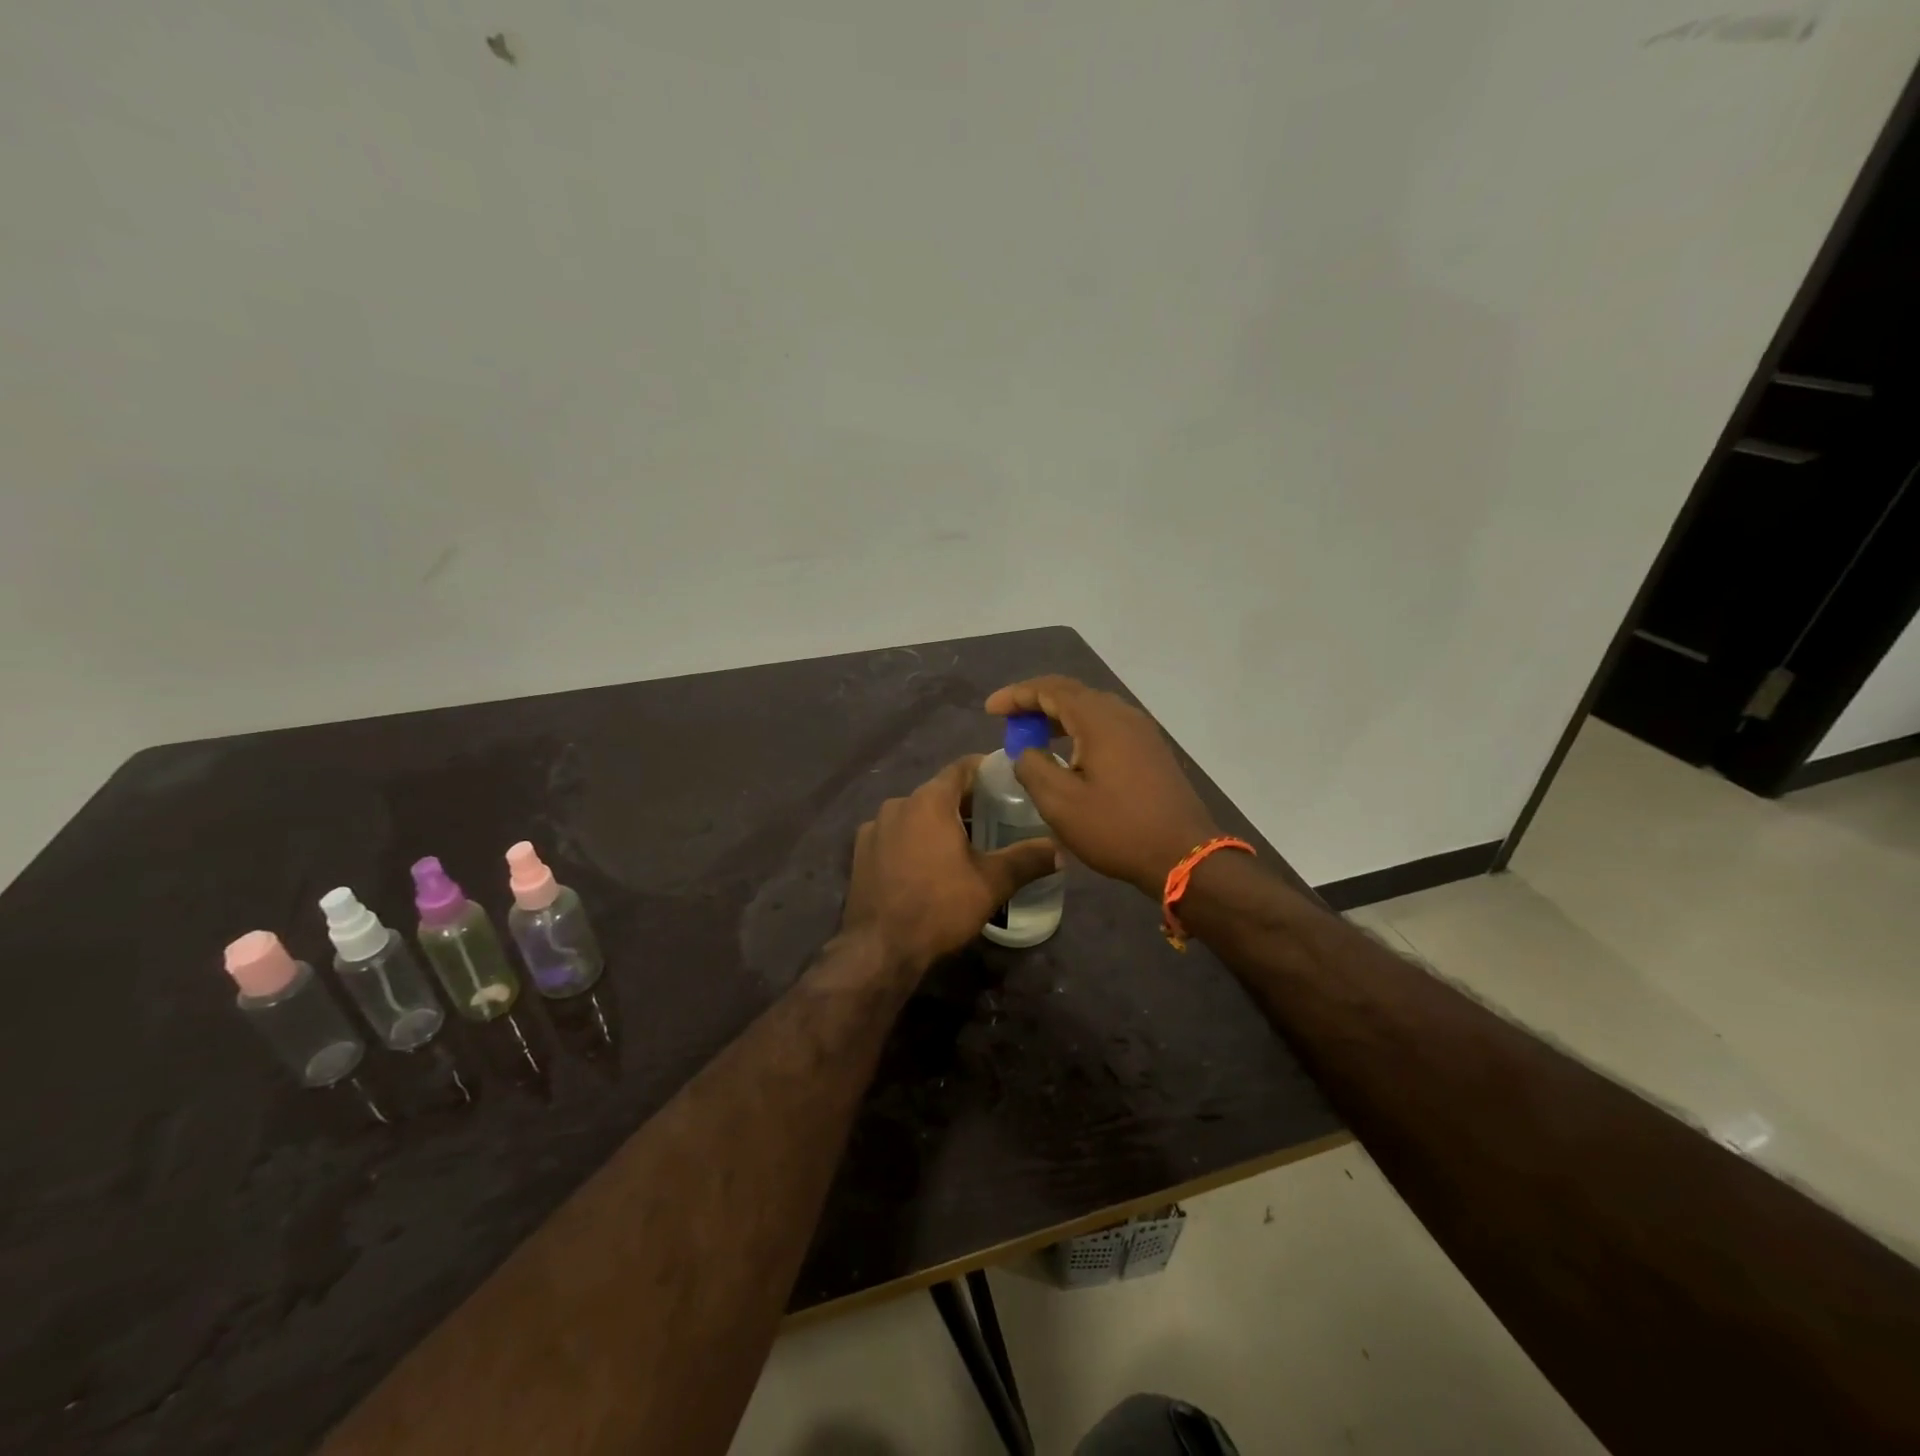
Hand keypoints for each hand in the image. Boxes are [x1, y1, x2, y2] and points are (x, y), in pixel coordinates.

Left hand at [841, 756, 1058, 974]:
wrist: (880, 949)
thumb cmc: (940, 907)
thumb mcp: (992, 883)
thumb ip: (1027, 860)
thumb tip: (1060, 850)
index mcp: (929, 800)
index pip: (963, 768)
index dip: (987, 770)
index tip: (1008, 781)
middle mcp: (898, 804)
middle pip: (939, 791)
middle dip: (966, 802)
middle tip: (996, 818)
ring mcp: (874, 828)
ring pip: (915, 814)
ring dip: (938, 823)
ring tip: (964, 845)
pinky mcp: (860, 852)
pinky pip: (895, 834)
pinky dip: (914, 840)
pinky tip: (928, 865)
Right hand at [984, 676, 1219, 897]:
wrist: (1183, 854)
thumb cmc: (1117, 828)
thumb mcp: (1060, 803)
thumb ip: (1033, 768)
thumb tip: (1026, 752)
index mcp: (1099, 719)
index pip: (1050, 690)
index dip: (1017, 695)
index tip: (991, 710)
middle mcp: (1123, 715)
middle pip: (1072, 694)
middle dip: (1036, 703)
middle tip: (1009, 722)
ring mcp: (1142, 732)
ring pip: (1092, 710)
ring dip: (1059, 718)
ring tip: (1034, 736)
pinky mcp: (1151, 751)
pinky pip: (1108, 727)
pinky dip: (1080, 731)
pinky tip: (1070, 754)